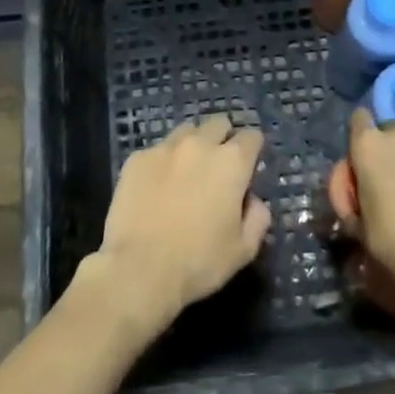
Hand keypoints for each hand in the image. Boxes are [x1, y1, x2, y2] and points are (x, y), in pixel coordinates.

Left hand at [86, 115, 270, 337]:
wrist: (139, 269)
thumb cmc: (199, 262)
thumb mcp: (243, 250)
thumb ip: (257, 218)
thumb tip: (253, 201)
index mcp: (232, 162)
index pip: (252, 136)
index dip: (252, 149)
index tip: (248, 167)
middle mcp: (200, 144)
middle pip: (218, 124)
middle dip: (223, 138)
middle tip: (218, 167)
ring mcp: (165, 148)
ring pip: (186, 131)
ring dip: (192, 145)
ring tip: (186, 172)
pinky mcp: (137, 158)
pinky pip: (157, 150)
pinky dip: (162, 162)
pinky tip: (156, 187)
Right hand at [344, 108, 394, 310]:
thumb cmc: (394, 240)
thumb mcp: (357, 223)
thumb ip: (352, 197)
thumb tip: (358, 194)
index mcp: (369, 145)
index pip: (359, 119)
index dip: (359, 139)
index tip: (362, 164)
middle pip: (390, 132)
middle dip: (389, 151)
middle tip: (390, 184)